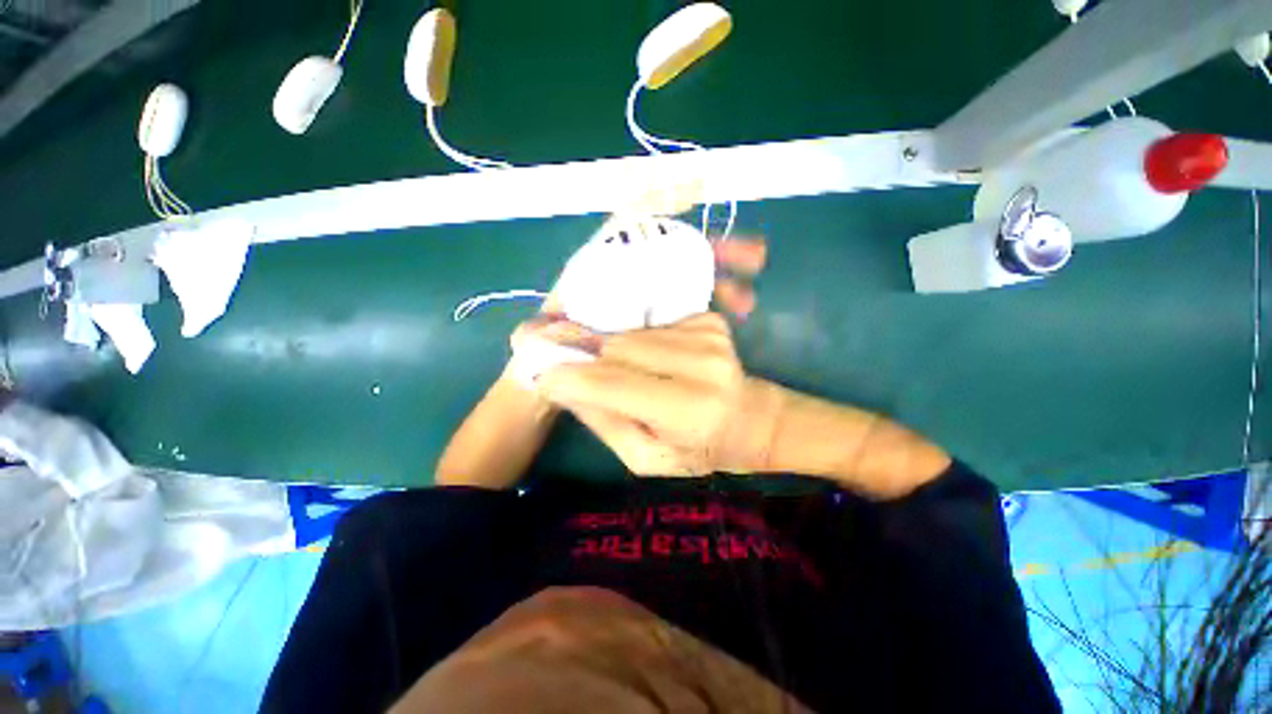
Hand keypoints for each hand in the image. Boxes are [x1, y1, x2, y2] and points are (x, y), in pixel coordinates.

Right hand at [533, 313, 776, 476]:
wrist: (749, 420)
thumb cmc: (697, 451)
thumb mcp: (646, 458)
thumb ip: (604, 421)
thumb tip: (560, 384)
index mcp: (688, 411)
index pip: (613, 384)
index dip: (570, 376)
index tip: (540, 375)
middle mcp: (702, 365)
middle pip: (618, 349)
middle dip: (585, 357)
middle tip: (565, 364)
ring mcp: (709, 336)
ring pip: (631, 334)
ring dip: (611, 349)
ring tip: (613, 368)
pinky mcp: (709, 321)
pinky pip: (652, 325)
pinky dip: (637, 340)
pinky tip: (647, 358)